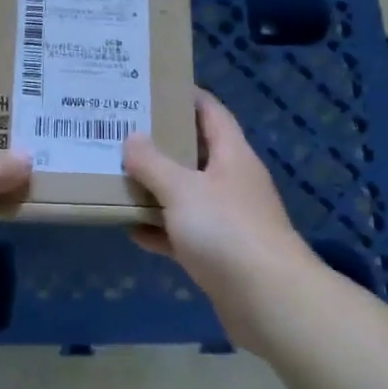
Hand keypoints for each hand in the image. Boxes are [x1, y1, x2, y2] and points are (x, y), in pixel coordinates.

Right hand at [124, 90, 318, 352]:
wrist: (269, 301)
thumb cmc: (227, 230)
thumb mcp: (182, 189)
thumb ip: (153, 163)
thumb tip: (132, 138)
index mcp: (231, 154)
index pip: (210, 111)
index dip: (185, 95)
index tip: (151, 87)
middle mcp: (232, 181)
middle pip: (194, 151)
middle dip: (161, 141)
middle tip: (122, 129)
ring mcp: (228, 218)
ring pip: (186, 193)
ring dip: (156, 187)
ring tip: (118, 173)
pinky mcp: (220, 254)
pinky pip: (183, 232)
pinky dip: (160, 229)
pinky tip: (130, 228)